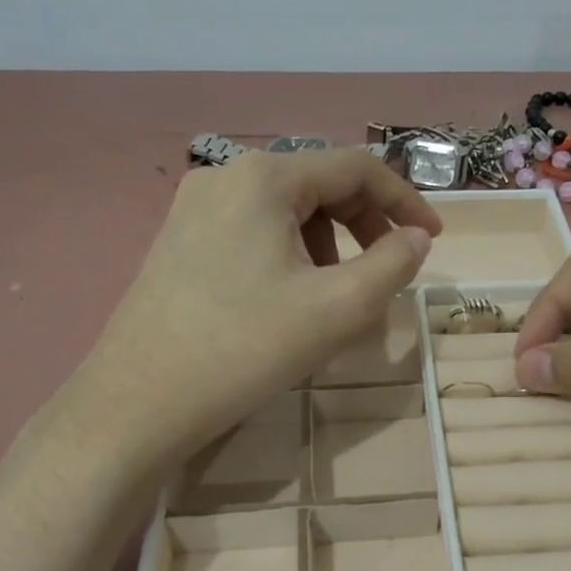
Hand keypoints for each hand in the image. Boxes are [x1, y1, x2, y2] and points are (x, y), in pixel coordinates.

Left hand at [75, 150, 440, 469]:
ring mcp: (194, 207)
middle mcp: (225, 176)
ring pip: (286, 209)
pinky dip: (289, 253)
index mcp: (264, 177)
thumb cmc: (244, 348)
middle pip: (318, 183)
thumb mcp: (338, 308)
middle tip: (389, 268)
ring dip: (328, 241)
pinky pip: (253, 230)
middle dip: (364, 223)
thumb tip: (417, 238)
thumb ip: (392, 264)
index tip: (433, 239)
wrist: (138, 402)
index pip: (355, 167)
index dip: (404, 200)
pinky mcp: (179, 239)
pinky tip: (290, 297)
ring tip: (337, 292)